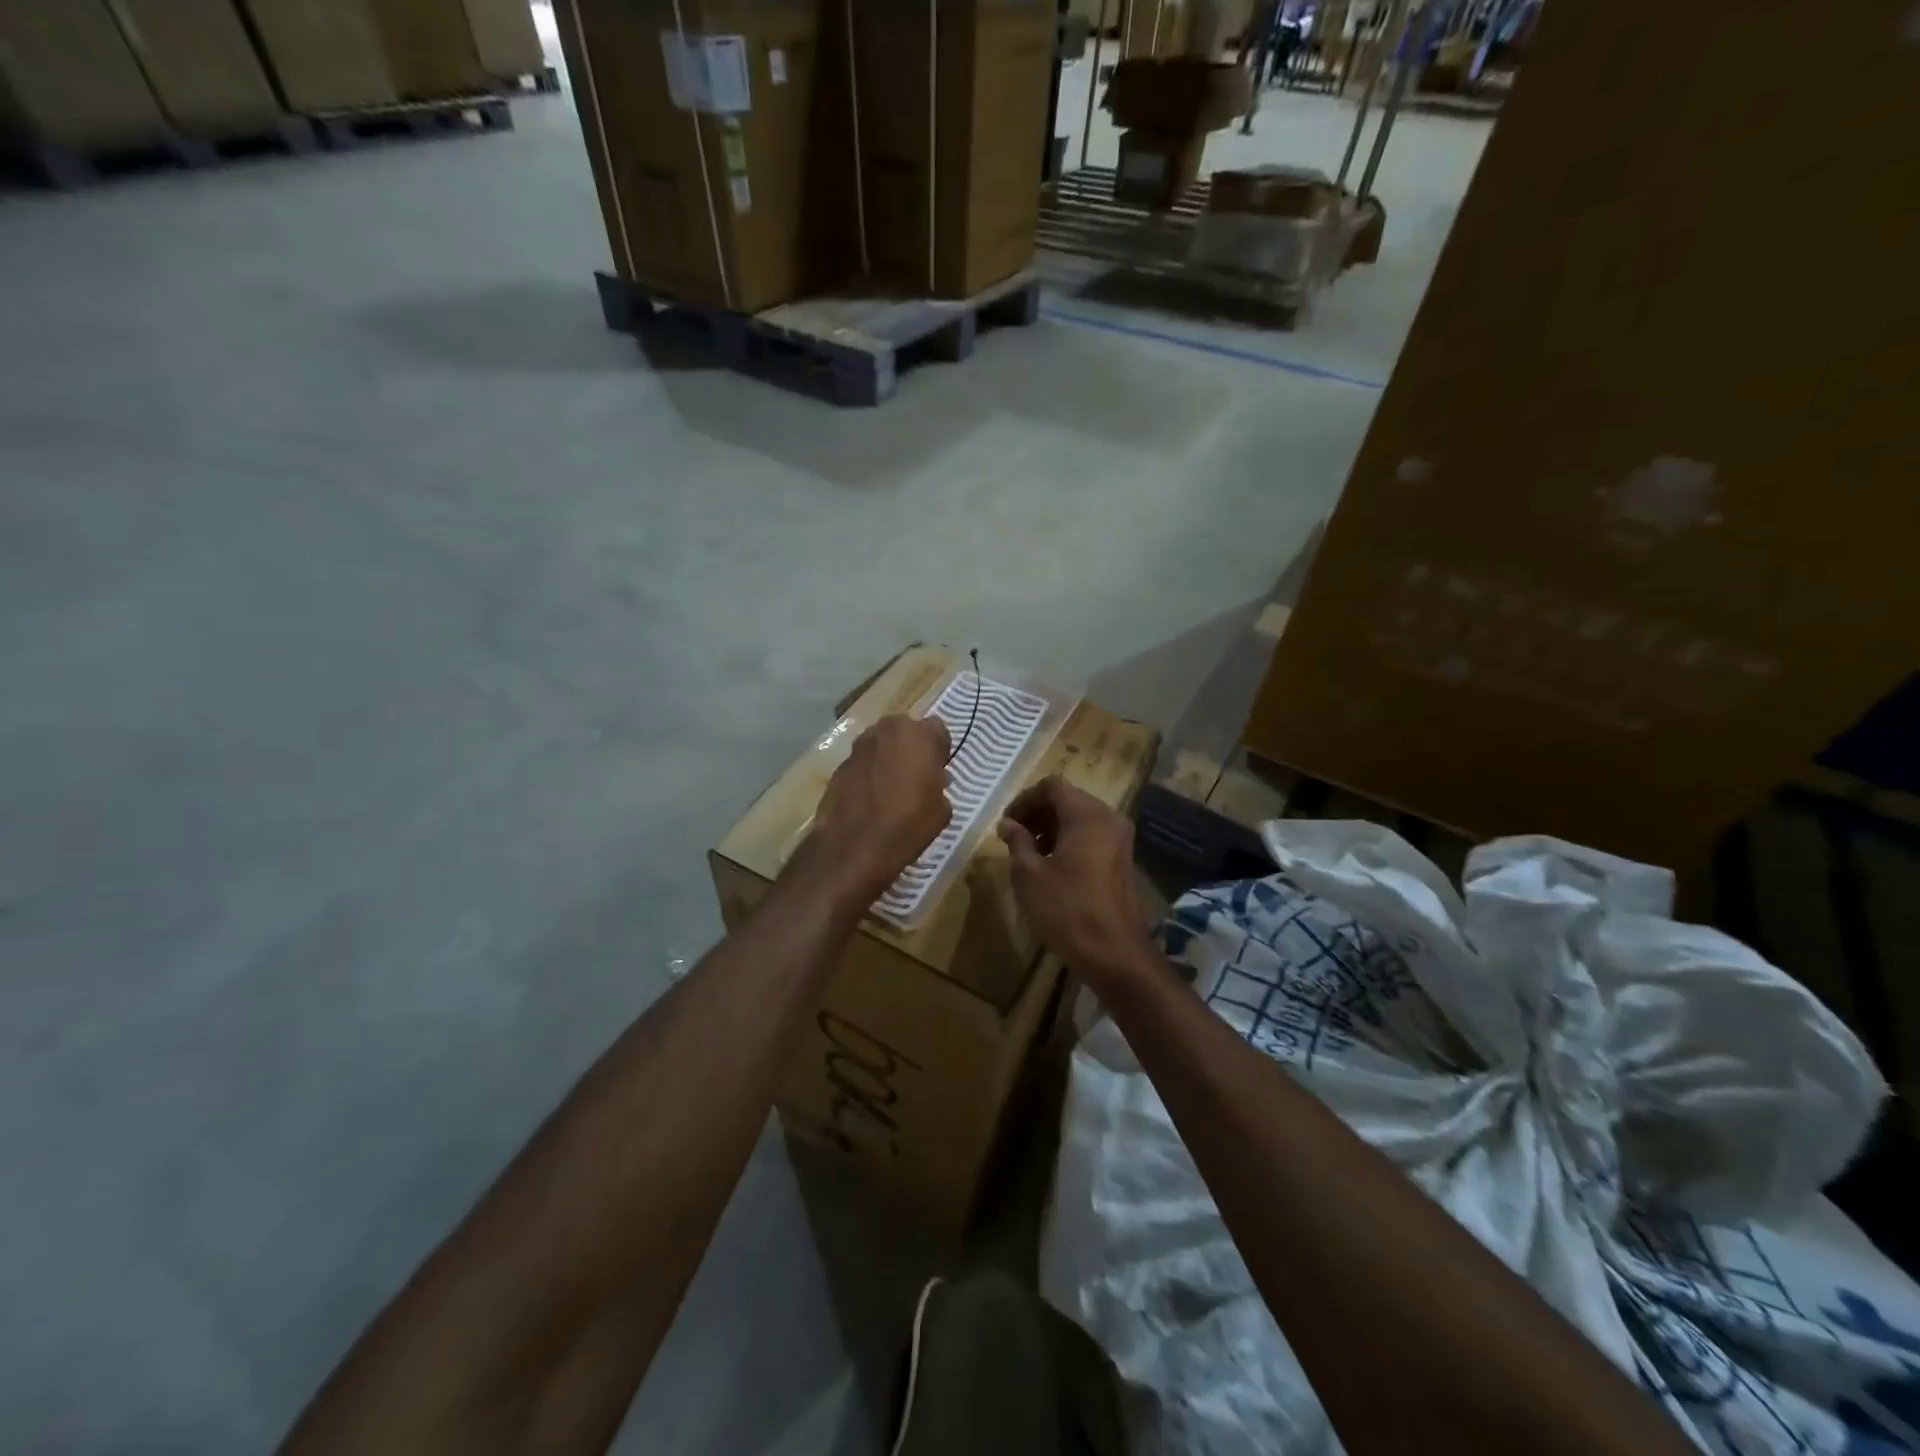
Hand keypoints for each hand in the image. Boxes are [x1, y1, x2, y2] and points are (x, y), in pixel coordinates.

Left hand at [803, 714, 951, 908]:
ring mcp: (859, 746)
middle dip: (911, 748)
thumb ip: (939, 785)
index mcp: (919, 735)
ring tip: (891, 788)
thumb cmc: (908, 824)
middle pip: (905, 731)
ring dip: (888, 758)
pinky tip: (870, 798)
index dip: (939, 750)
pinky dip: (868, 773)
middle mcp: (887, 730)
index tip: (938, 771)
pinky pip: (863, 763)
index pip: (938, 730)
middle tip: (915, 776)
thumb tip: (932, 781)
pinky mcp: (839, 764)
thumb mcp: (942, 809)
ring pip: (881, 744)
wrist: (855, 846)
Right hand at [999, 777, 1152, 983]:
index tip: (1007, 823)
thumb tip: (1008, 824)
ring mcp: (1120, 839)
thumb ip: (1017, 842)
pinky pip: (1092, 835)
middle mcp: (1108, 818)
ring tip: (1029, 853)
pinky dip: (1070, 840)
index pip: (1052, 786)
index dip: (1025, 799)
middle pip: (1068, 799)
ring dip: (1052, 827)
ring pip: (1080, 817)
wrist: (1114, 953)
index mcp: (1087, 815)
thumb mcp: (1030, 875)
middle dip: (1038, 813)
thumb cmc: (1067, 909)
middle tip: (1015, 837)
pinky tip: (1051, 865)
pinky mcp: (1122, 858)